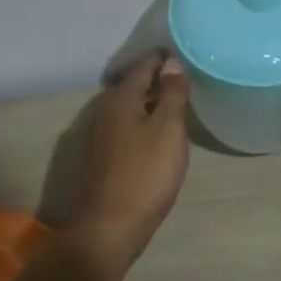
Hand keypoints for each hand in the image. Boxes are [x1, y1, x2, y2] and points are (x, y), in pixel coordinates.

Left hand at [69, 51, 191, 278]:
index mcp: (121, 99)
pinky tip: (153, 132)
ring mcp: (98, 135)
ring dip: (146, 100)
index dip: (162, 58)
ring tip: (172, 102)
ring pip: (125, 106)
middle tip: (181, 76)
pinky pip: (122, 125)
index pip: (143, 66)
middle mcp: (104, 110)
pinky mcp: (100, 157)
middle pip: (131, 84)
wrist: (109, 226)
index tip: (182, 53)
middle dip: (154, 77)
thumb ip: (171, 94)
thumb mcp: (168, 130)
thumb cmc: (145, 174)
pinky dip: (139, 120)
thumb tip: (171, 63)